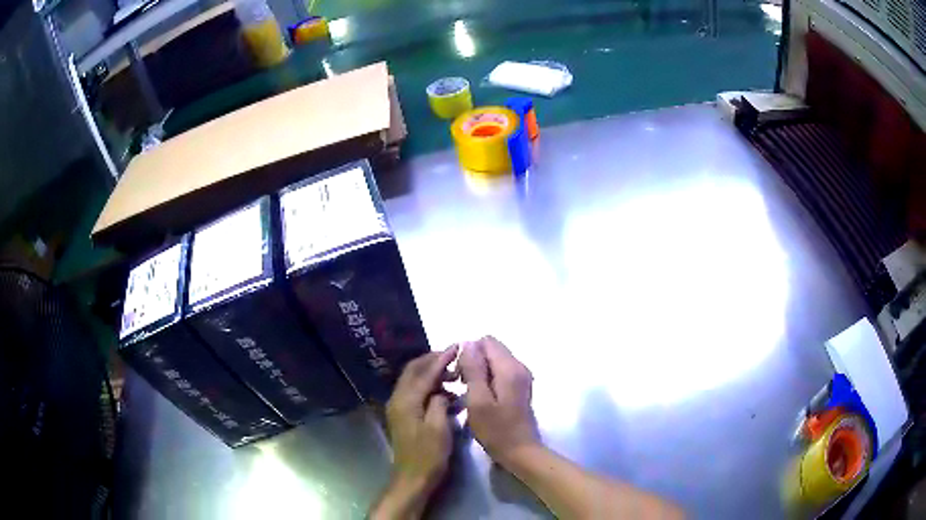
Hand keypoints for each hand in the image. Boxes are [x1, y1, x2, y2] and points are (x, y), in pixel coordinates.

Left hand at [371, 346, 457, 519]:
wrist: (412, 478)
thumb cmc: (428, 455)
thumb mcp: (439, 428)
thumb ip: (438, 403)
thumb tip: (440, 390)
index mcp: (406, 401)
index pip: (424, 372)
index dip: (441, 358)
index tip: (457, 346)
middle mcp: (397, 399)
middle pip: (413, 370)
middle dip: (433, 360)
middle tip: (453, 356)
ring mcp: (398, 407)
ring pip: (413, 380)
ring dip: (431, 373)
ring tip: (453, 374)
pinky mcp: (402, 415)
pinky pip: (414, 391)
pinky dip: (428, 386)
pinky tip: (444, 393)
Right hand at [458, 336, 540, 467]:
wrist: (520, 452)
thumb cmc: (496, 430)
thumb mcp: (478, 401)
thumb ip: (473, 370)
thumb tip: (467, 343)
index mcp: (510, 368)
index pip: (486, 341)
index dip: (469, 353)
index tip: (460, 376)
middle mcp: (519, 367)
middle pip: (491, 349)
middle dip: (473, 362)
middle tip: (463, 386)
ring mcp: (521, 377)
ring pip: (494, 361)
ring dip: (479, 372)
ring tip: (470, 394)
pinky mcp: (520, 387)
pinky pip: (499, 372)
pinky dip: (487, 380)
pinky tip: (481, 398)